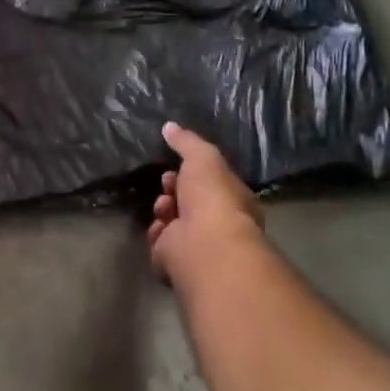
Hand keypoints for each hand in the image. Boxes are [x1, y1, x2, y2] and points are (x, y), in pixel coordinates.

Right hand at [148, 123, 267, 283]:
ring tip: (164, 208)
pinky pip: (160, 245)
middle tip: (167, 184)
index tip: (174, 167)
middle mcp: (217, 224)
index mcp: (231, 200)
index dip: (190, 173)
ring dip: (163, 210)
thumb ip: (186, 141)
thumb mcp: (203, 156)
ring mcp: (198, 246)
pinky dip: (157, 235)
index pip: (208, 183)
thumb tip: (169, 126)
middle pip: (187, 202)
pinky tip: (161, 229)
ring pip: (171, 222)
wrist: (205, 246)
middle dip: (172, 190)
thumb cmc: (212, 196)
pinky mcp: (177, 264)